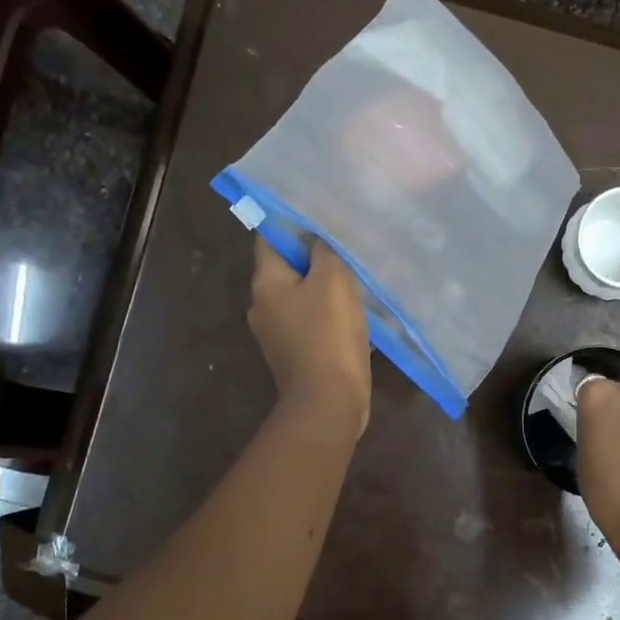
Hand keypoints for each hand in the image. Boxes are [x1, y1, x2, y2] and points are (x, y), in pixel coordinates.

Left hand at [248, 236, 371, 435]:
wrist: (328, 402)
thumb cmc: (328, 335)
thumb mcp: (333, 280)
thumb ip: (324, 251)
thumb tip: (317, 240)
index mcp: (265, 284)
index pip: (269, 238)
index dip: (292, 224)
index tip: (321, 217)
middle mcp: (263, 307)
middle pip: (287, 270)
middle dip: (314, 259)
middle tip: (346, 248)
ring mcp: (277, 336)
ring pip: (302, 299)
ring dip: (325, 291)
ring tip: (356, 281)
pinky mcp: (296, 357)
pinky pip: (313, 326)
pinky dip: (330, 318)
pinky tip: (356, 317)